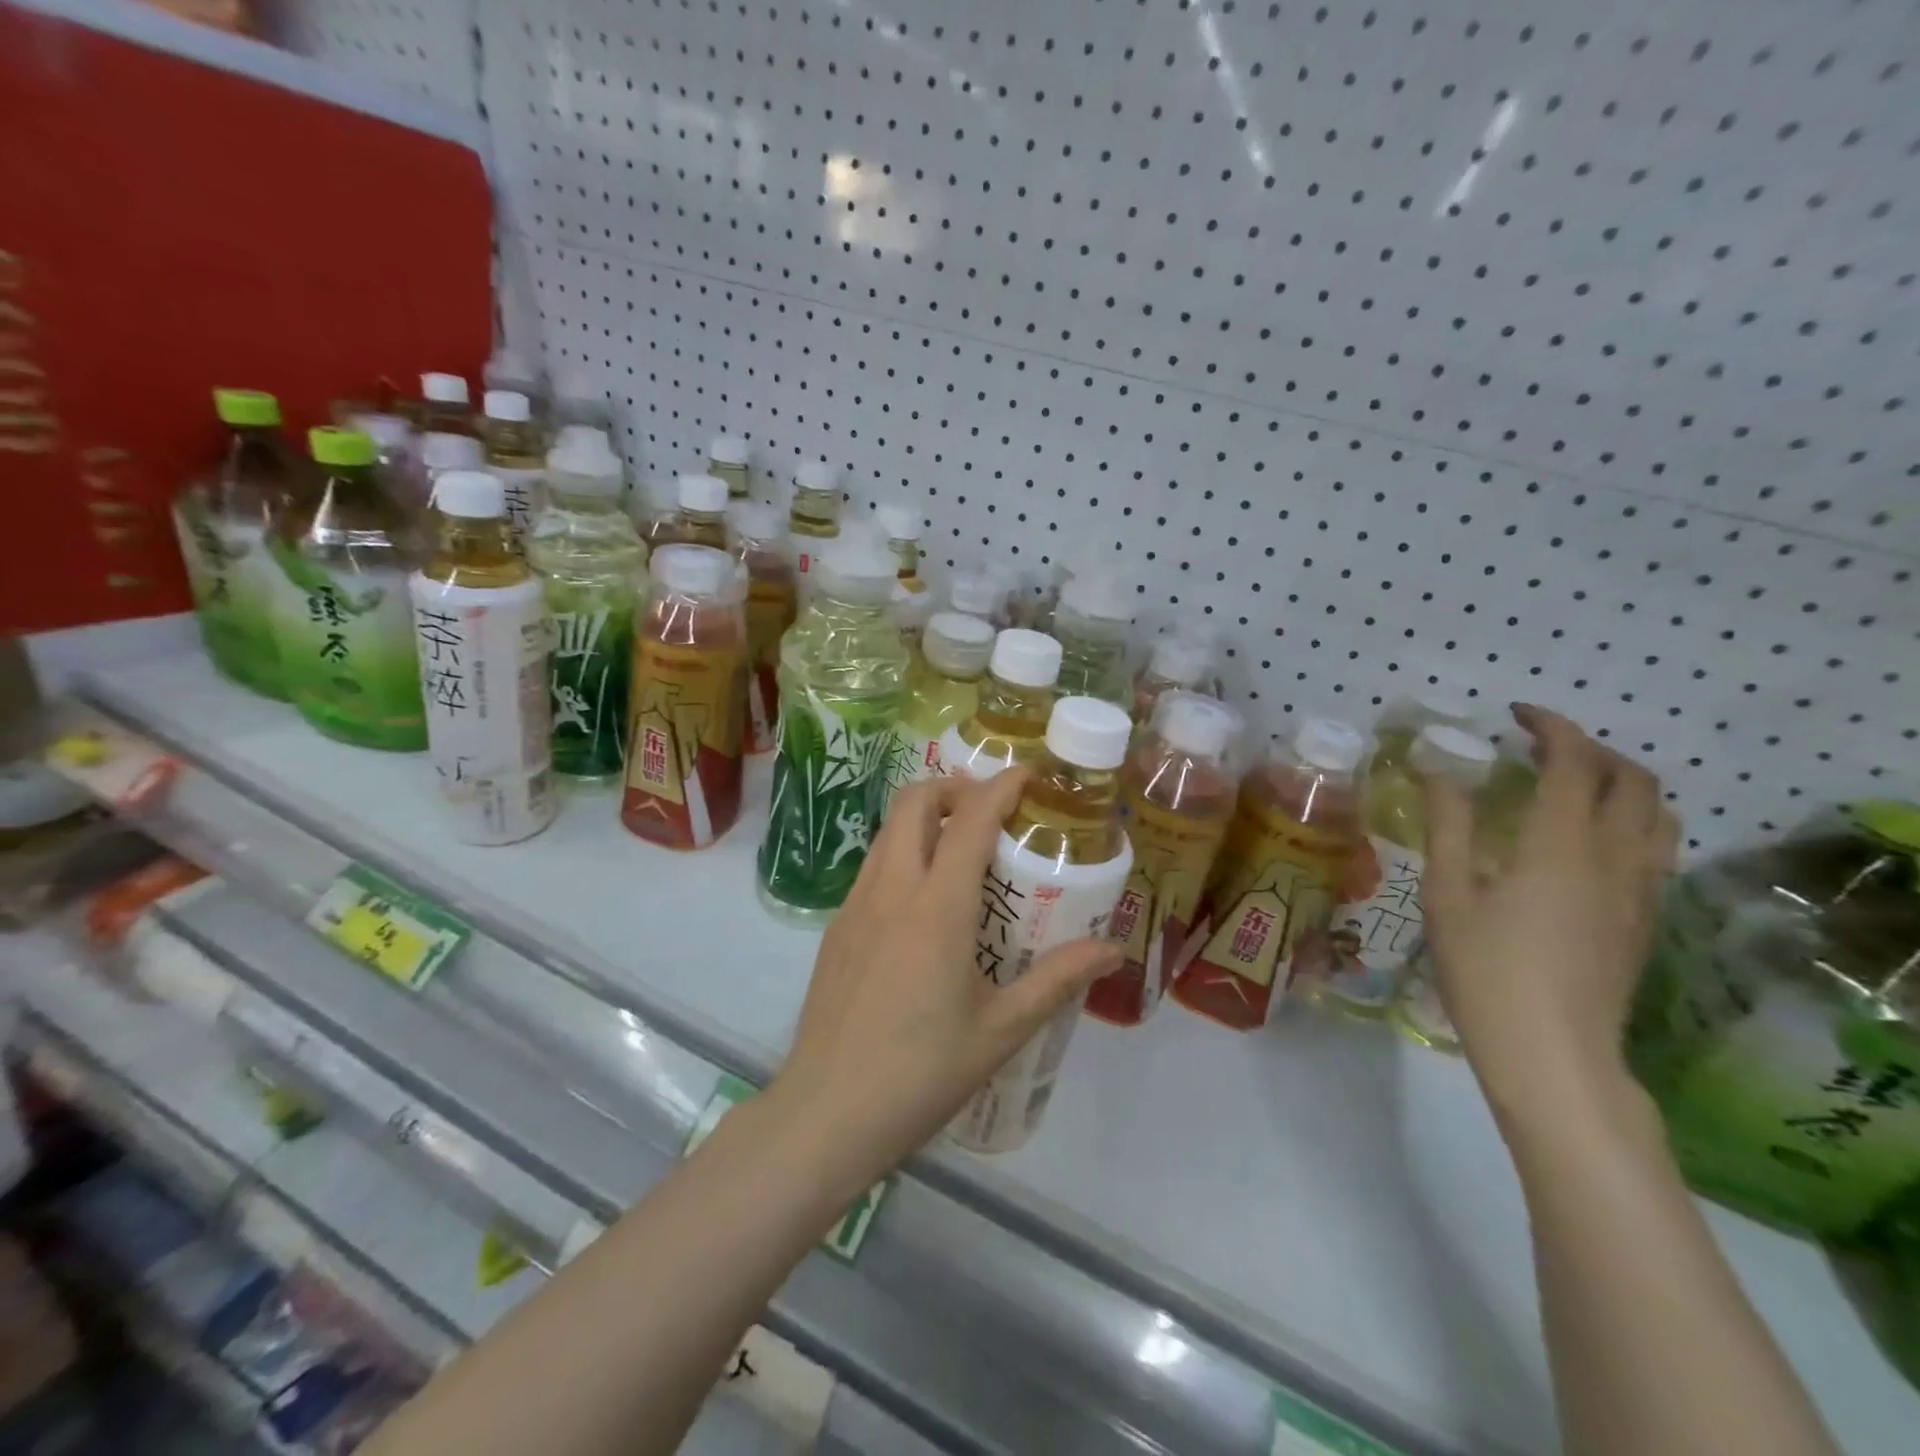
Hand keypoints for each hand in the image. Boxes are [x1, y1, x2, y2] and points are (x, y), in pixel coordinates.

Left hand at [768, 772, 1122, 1189]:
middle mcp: (892, 889)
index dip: (1002, 786)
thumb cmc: (922, 1072)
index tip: (1029, 775)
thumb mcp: (1001, 1030)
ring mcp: (855, 905)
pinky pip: (874, 866)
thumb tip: (1111, 950)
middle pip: (915, 802)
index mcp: (938, 908)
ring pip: (889, 830)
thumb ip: (1058, 980)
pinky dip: (903, 853)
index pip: (971, 820)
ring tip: (962, 849)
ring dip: (926, 818)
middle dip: (955, 788)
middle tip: (992, 811)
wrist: (827, 1112)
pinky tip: (924, 902)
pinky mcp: (836, 926)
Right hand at [1420, 705, 1678, 1117]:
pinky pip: (1657, 848)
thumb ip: (1449, 826)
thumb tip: (1439, 771)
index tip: (1516, 716)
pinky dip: (1631, 820)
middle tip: (1542, 748)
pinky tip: (1588, 840)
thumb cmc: (1485, 969)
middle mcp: (1615, 857)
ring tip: (1573, 786)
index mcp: (1562, 845)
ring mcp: (1641, 891)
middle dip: (1592, 750)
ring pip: (1659, 814)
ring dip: (1622, 783)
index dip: (1551, 727)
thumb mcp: (1448, 894)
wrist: (1551, 1052)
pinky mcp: (1646, 919)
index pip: (1575, 763)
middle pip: (1633, 780)